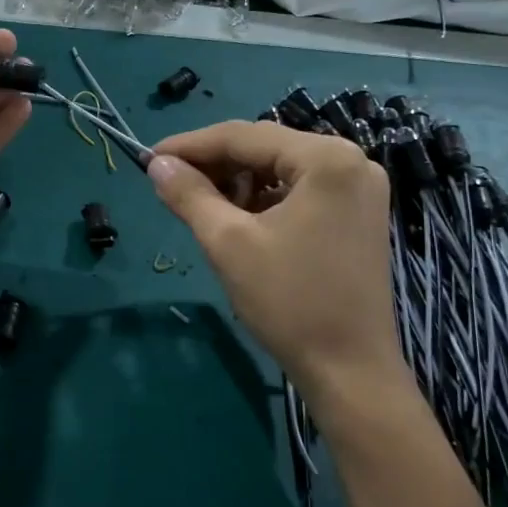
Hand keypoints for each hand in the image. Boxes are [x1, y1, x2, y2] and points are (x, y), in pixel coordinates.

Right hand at [148, 121, 414, 424]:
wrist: (350, 370)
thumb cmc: (289, 301)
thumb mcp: (228, 243)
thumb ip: (189, 194)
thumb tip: (157, 164)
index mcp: (327, 158)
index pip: (244, 136)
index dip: (190, 145)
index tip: (148, 158)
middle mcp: (351, 160)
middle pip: (265, 148)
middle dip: (214, 164)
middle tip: (169, 182)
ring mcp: (359, 188)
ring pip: (280, 169)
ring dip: (238, 182)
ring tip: (199, 204)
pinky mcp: (357, 213)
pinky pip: (299, 190)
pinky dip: (264, 199)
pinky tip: (236, 218)